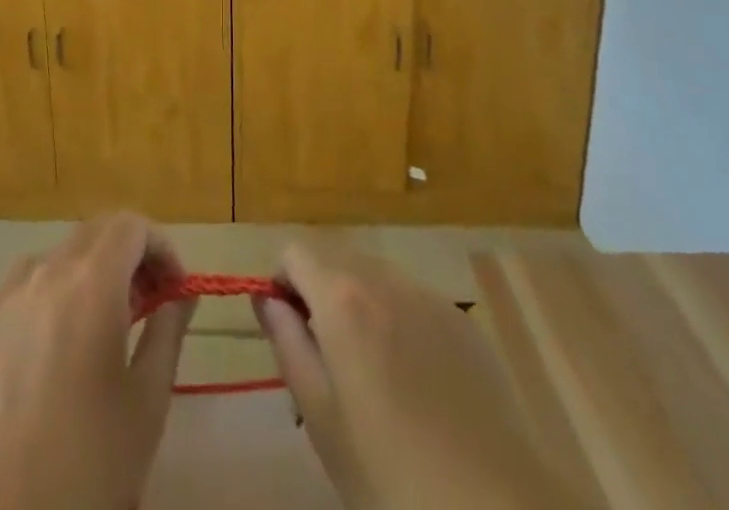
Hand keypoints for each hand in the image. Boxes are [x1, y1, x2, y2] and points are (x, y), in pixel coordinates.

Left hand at [0, 213, 194, 509]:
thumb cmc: (87, 462)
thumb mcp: (147, 401)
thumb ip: (168, 332)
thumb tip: (180, 295)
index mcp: (92, 282)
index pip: (132, 226)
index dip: (161, 248)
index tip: (176, 291)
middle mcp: (48, 271)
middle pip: (96, 232)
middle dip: (130, 255)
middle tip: (149, 304)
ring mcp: (10, 295)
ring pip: (61, 254)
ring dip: (92, 270)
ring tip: (105, 324)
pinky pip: (28, 282)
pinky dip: (55, 290)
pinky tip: (59, 342)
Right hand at [254, 236, 577, 509]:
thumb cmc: (390, 476)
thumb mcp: (320, 416)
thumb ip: (287, 343)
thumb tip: (265, 298)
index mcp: (342, 297)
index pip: (294, 253)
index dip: (283, 284)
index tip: (288, 330)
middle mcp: (383, 278)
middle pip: (336, 259)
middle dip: (320, 293)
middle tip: (328, 361)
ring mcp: (428, 296)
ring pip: (375, 276)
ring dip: (360, 304)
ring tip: (373, 374)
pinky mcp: (462, 321)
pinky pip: (413, 300)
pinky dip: (399, 320)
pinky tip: (417, 383)